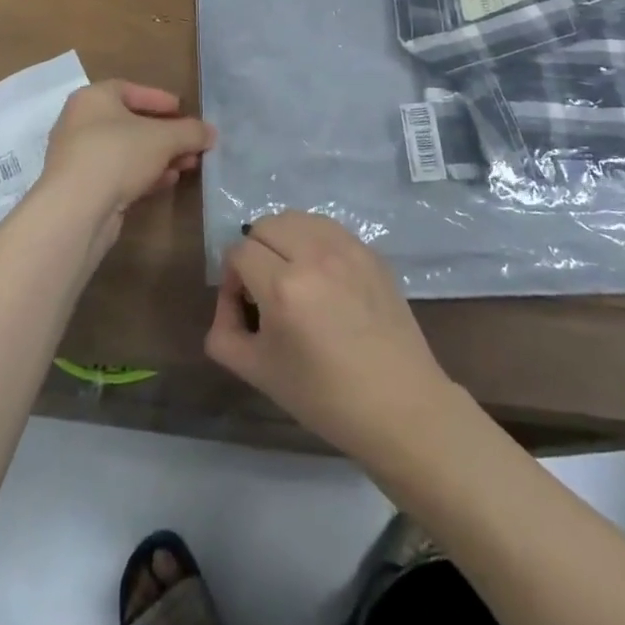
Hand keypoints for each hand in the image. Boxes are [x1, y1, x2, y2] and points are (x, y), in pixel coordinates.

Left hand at [37, 81, 214, 247]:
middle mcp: (80, 123)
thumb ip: (190, 132)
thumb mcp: (163, 138)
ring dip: (158, 156)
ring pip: (126, 151)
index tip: (181, 109)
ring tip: (188, 164)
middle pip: (129, 123)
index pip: (129, 90)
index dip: (158, 99)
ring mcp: (78, 157)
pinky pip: (117, 173)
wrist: (76, 210)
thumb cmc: (118, 154)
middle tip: (190, 142)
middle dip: (165, 134)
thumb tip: (211, 132)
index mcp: (93, 98)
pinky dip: (143, 174)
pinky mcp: (82, 188)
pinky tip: (167, 181)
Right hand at [205, 212, 454, 463]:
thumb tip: (229, 299)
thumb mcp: (258, 373)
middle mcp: (314, 255)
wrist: (399, 406)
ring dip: (285, 240)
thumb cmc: (324, 397)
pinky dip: (315, 242)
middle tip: (265, 288)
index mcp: (283, 287)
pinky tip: (324, 278)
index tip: (244, 305)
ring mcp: (348, 248)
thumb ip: (224, 332)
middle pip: (265, 224)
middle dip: (255, 251)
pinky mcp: (371, 251)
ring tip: (294, 276)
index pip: (238, 251)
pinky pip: (328, 229)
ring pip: (297, 218)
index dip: (231, 277)